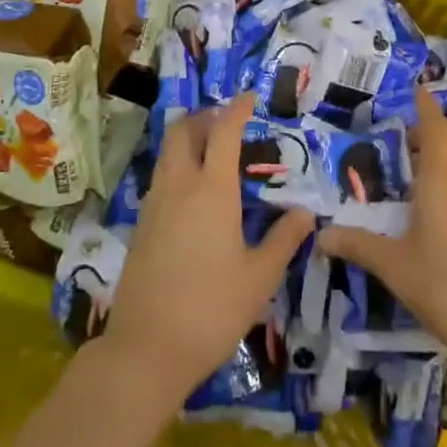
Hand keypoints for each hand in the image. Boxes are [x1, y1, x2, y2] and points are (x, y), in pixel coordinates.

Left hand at [105, 94, 313, 400]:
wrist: (146, 349)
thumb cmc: (212, 309)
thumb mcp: (260, 277)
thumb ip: (284, 240)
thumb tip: (306, 212)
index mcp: (212, 190)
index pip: (223, 132)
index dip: (237, 109)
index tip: (250, 97)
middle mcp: (178, 186)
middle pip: (183, 131)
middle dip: (204, 117)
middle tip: (227, 121)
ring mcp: (154, 205)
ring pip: (167, 154)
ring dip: (187, 140)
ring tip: (213, 152)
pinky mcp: (141, 226)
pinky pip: (160, 179)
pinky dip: (177, 168)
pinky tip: (194, 194)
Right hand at [319, 86, 446, 376]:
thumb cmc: (445, 287)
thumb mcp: (395, 266)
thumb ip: (358, 245)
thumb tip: (321, 237)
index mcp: (440, 178)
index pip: (434, 126)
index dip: (425, 105)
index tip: (417, 88)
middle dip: (441, 125)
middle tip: (413, 140)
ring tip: (433, 165)